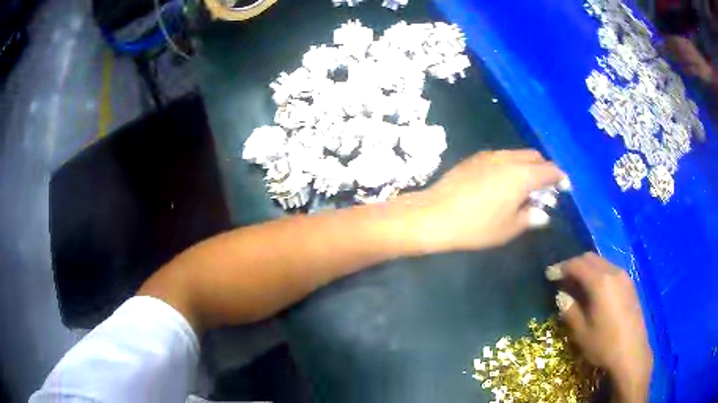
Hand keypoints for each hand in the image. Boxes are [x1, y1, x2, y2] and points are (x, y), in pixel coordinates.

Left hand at [407, 149, 565, 251]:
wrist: (434, 215)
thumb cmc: (475, 226)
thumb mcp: (508, 228)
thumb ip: (529, 217)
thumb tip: (542, 213)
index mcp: (521, 175)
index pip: (549, 170)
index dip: (559, 177)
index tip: (564, 186)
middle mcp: (508, 159)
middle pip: (534, 156)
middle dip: (544, 169)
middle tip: (545, 188)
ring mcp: (489, 155)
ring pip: (517, 154)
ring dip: (527, 166)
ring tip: (525, 186)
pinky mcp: (474, 158)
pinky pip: (501, 157)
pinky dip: (511, 165)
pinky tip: (504, 182)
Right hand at [552, 253, 652, 402]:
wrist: (632, 353)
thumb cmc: (604, 344)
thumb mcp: (581, 332)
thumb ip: (570, 310)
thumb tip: (561, 296)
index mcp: (600, 282)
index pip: (577, 265)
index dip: (561, 267)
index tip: (549, 274)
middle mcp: (613, 272)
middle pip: (590, 257)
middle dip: (574, 264)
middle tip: (562, 277)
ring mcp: (624, 277)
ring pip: (602, 262)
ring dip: (587, 267)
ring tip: (577, 283)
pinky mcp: (630, 285)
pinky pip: (611, 269)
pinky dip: (599, 273)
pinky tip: (595, 289)